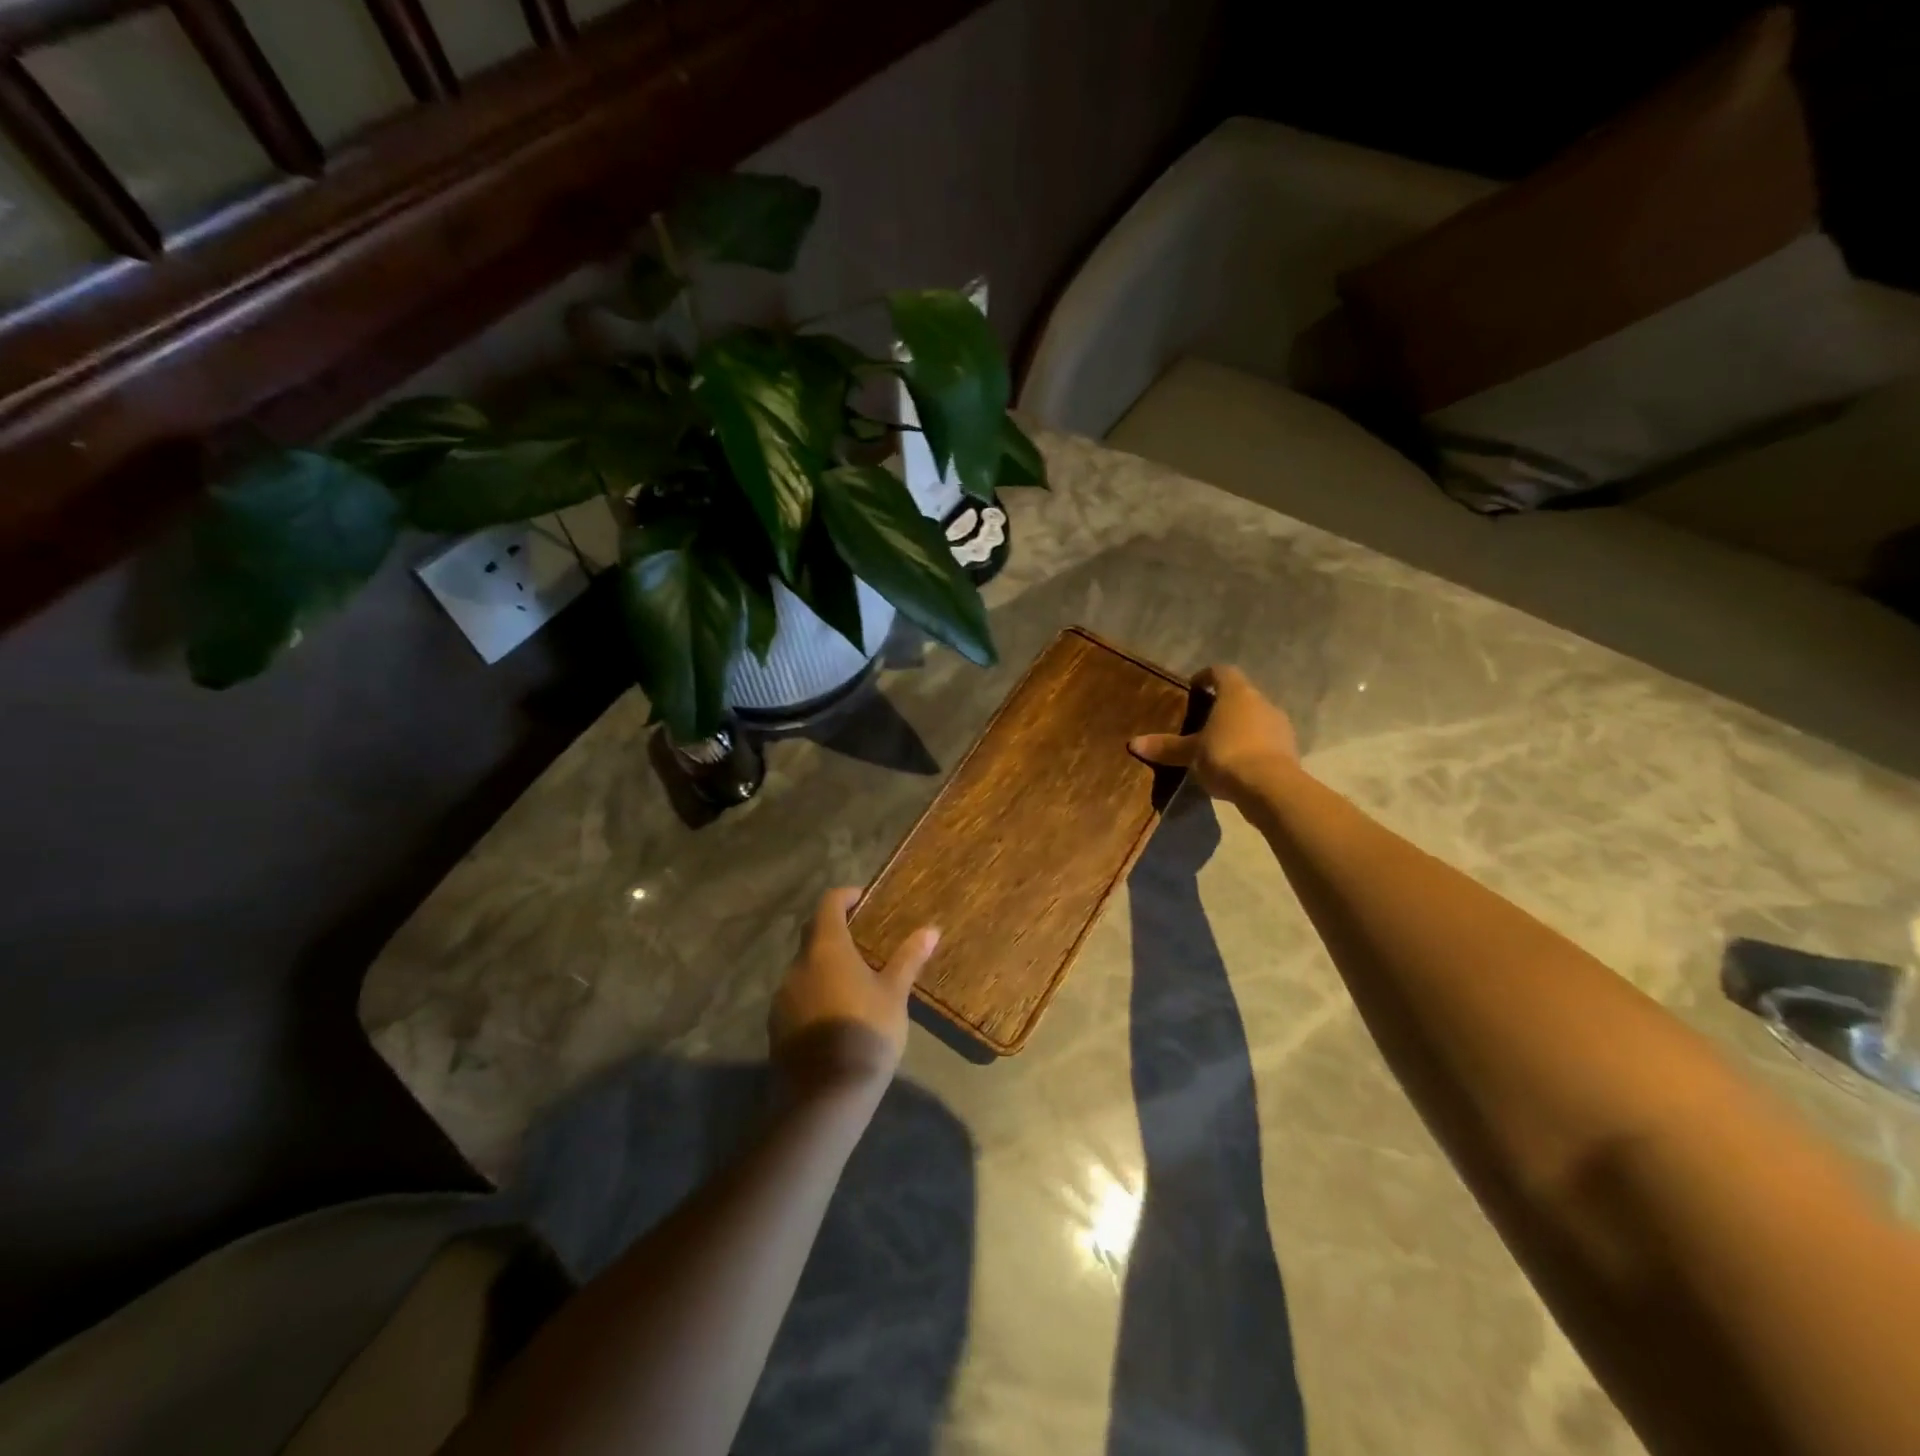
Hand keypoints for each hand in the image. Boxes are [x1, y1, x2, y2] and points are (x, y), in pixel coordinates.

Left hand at [770, 889, 938, 1104]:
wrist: (824, 1096)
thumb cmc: (866, 1032)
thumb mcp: (894, 995)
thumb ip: (908, 959)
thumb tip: (931, 930)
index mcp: (827, 948)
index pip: (828, 905)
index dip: (844, 897)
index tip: (863, 899)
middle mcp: (798, 965)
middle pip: (813, 934)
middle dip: (835, 931)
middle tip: (863, 939)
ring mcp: (783, 996)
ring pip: (804, 967)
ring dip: (825, 965)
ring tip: (853, 980)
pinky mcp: (777, 1025)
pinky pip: (798, 996)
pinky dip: (815, 992)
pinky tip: (836, 1013)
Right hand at [1130, 665, 1298, 805]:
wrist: (1271, 788)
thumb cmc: (1226, 756)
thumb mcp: (1190, 753)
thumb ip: (1166, 747)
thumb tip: (1133, 743)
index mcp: (1237, 693)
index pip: (1222, 672)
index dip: (1207, 676)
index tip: (1194, 686)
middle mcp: (1262, 702)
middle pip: (1241, 695)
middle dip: (1224, 705)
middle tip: (1203, 720)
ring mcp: (1280, 725)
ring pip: (1256, 718)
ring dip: (1240, 727)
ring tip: (1220, 744)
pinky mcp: (1290, 749)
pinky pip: (1266, 740)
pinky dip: (1253, 746)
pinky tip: (1238, 763)